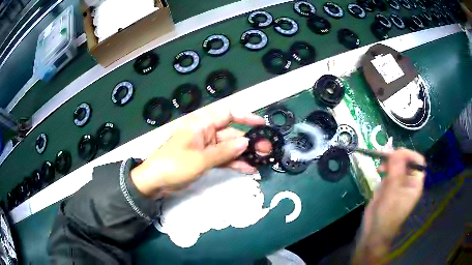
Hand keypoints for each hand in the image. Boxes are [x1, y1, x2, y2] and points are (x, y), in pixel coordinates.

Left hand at [130, 107, 267, 199]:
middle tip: (267, 149)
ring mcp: (206, 147)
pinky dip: (234, 162)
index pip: (227, 113)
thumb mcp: (200, 158)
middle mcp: (206, 132)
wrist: (155, 181)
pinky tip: (248, 168)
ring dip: (244, 154)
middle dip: (249, 141)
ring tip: (261, 160)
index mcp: (202, 124)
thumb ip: (224, 151)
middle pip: (232, 133)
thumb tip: (246, 142)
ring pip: (229, 147)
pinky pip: (223, 158)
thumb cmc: (174, 164)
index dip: (246, 116)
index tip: (261, 124)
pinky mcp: (205, 159)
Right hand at [354, 148, 425, 263]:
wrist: (374, 232)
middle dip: (396, 157)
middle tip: (385, 156)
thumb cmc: (387, 214)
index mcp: (415, 183)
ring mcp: (398, 184)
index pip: (418, 161)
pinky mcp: (388, 187)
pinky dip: (383, 169)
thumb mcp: (393, 192)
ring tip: (380, 166)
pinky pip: (388, 172)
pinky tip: (378, 172)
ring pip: (396, 165)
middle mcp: (408, 182)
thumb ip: (396, 170)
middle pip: (406, 161)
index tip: (396, 153)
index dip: (409, 154)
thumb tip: (396, 150)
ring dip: (388, 162)